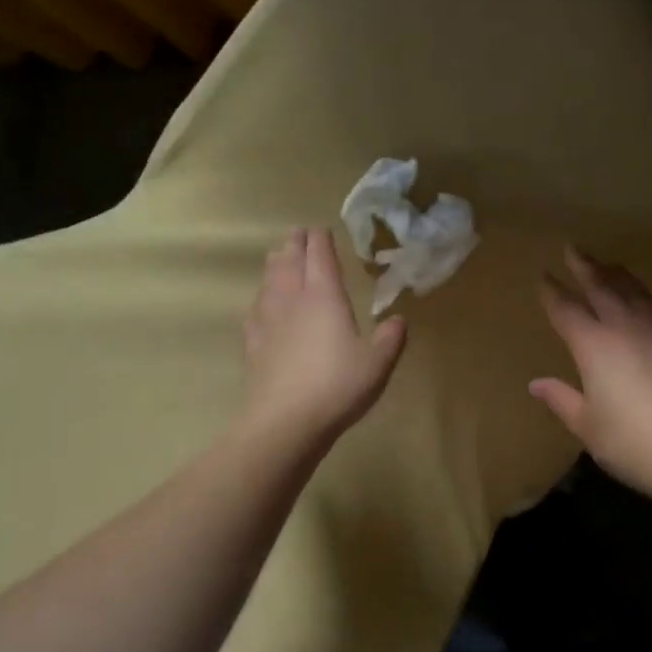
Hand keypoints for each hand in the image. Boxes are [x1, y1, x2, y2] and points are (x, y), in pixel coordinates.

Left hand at [242, 227, 406, 446]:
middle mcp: (292, 300)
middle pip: (289, 262)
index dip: (320, 239)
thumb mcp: (377, 363)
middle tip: (297, 233)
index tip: (320, 229)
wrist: (284, 422)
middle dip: (294, 244)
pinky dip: (261, 297)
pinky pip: (256, 309)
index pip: (319, 256)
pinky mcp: (253, 344)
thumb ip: (390, 339)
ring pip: (269, 281)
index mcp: (324, 296)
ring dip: (275, 264)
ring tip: (278, 256)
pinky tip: (261, 304)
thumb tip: (398, 320)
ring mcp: (268, 321)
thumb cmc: (337, 386)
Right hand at [530, 247, 651, 499]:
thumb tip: (536, 384)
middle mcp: (624, 326)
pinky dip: (646, 297)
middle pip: (601, 285)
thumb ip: (561, 399)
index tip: (543, 276)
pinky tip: (647, 300)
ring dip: (616, 274)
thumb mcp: (587, 426)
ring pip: (634, 289)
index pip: (566, 309)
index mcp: (593, 345)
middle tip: (573, 248)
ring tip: (608, 266)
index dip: (552, 291)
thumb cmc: (632, 443)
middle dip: (584, 266)